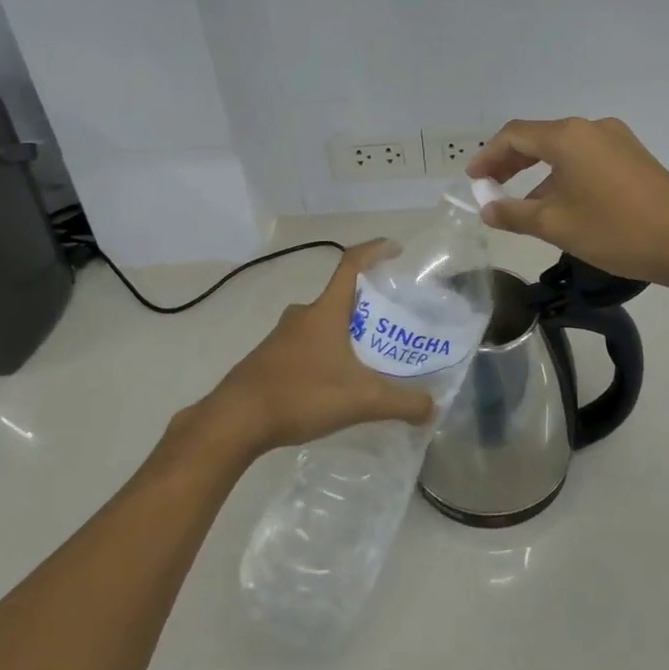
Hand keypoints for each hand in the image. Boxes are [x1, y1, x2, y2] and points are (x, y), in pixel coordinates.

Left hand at [193, 242, 435, 460]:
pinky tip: (336, 383)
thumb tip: (433, 408)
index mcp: (326, 311)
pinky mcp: (269, 359)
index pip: (352, 264)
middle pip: (340, 297)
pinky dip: (326, 354)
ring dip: (345, 332)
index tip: (396, 248)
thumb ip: (402, 403)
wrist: (236, 420)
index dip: (375, 251)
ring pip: (322, 323)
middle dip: (367, 305)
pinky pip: (306, 345)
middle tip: (393, 322)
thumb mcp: (362, 400)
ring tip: (369, 357)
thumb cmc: (301, 394)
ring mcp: (282, 337)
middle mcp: (303, 315)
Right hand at [467, 117, 668, 288]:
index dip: (488, 156)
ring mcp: (617, 139)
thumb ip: (514, 213)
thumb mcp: (555, 225)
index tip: (473, 180)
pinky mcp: (634, 156)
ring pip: (565, 149)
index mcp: (568, 136)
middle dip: (510, 162)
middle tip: (490, 187)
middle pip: (539, 138)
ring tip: (523, 204)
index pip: (514, 135)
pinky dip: (564, 174)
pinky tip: (562, 203)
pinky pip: (587, 158)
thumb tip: (487, 208)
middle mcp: (591, 127)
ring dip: (539, 171)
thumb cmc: (615, 230)